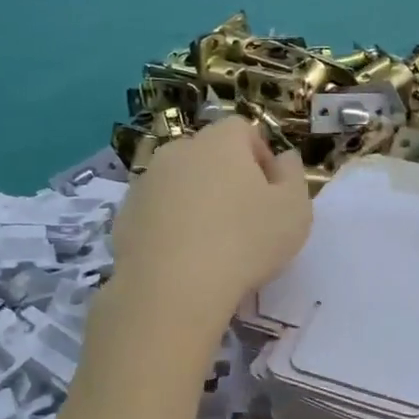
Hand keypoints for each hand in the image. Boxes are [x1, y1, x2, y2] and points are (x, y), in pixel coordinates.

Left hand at [106, 118, 310, 341]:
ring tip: (210, 243)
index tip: (270, 192)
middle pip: (208, 154)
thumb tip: (284, 158)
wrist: (171, 288)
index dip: (260, 156)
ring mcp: (146, 182)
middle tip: (243, 219)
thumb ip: (293, 176)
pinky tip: (182, 258)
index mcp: (220, 141)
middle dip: (226, 178)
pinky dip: (169, 226)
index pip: (242, 129)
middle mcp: (178, 151)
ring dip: (195, 202)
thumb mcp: (294, 211)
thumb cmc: (245, 243)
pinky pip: (156, 212)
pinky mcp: (124, 215)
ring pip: (179, 183)